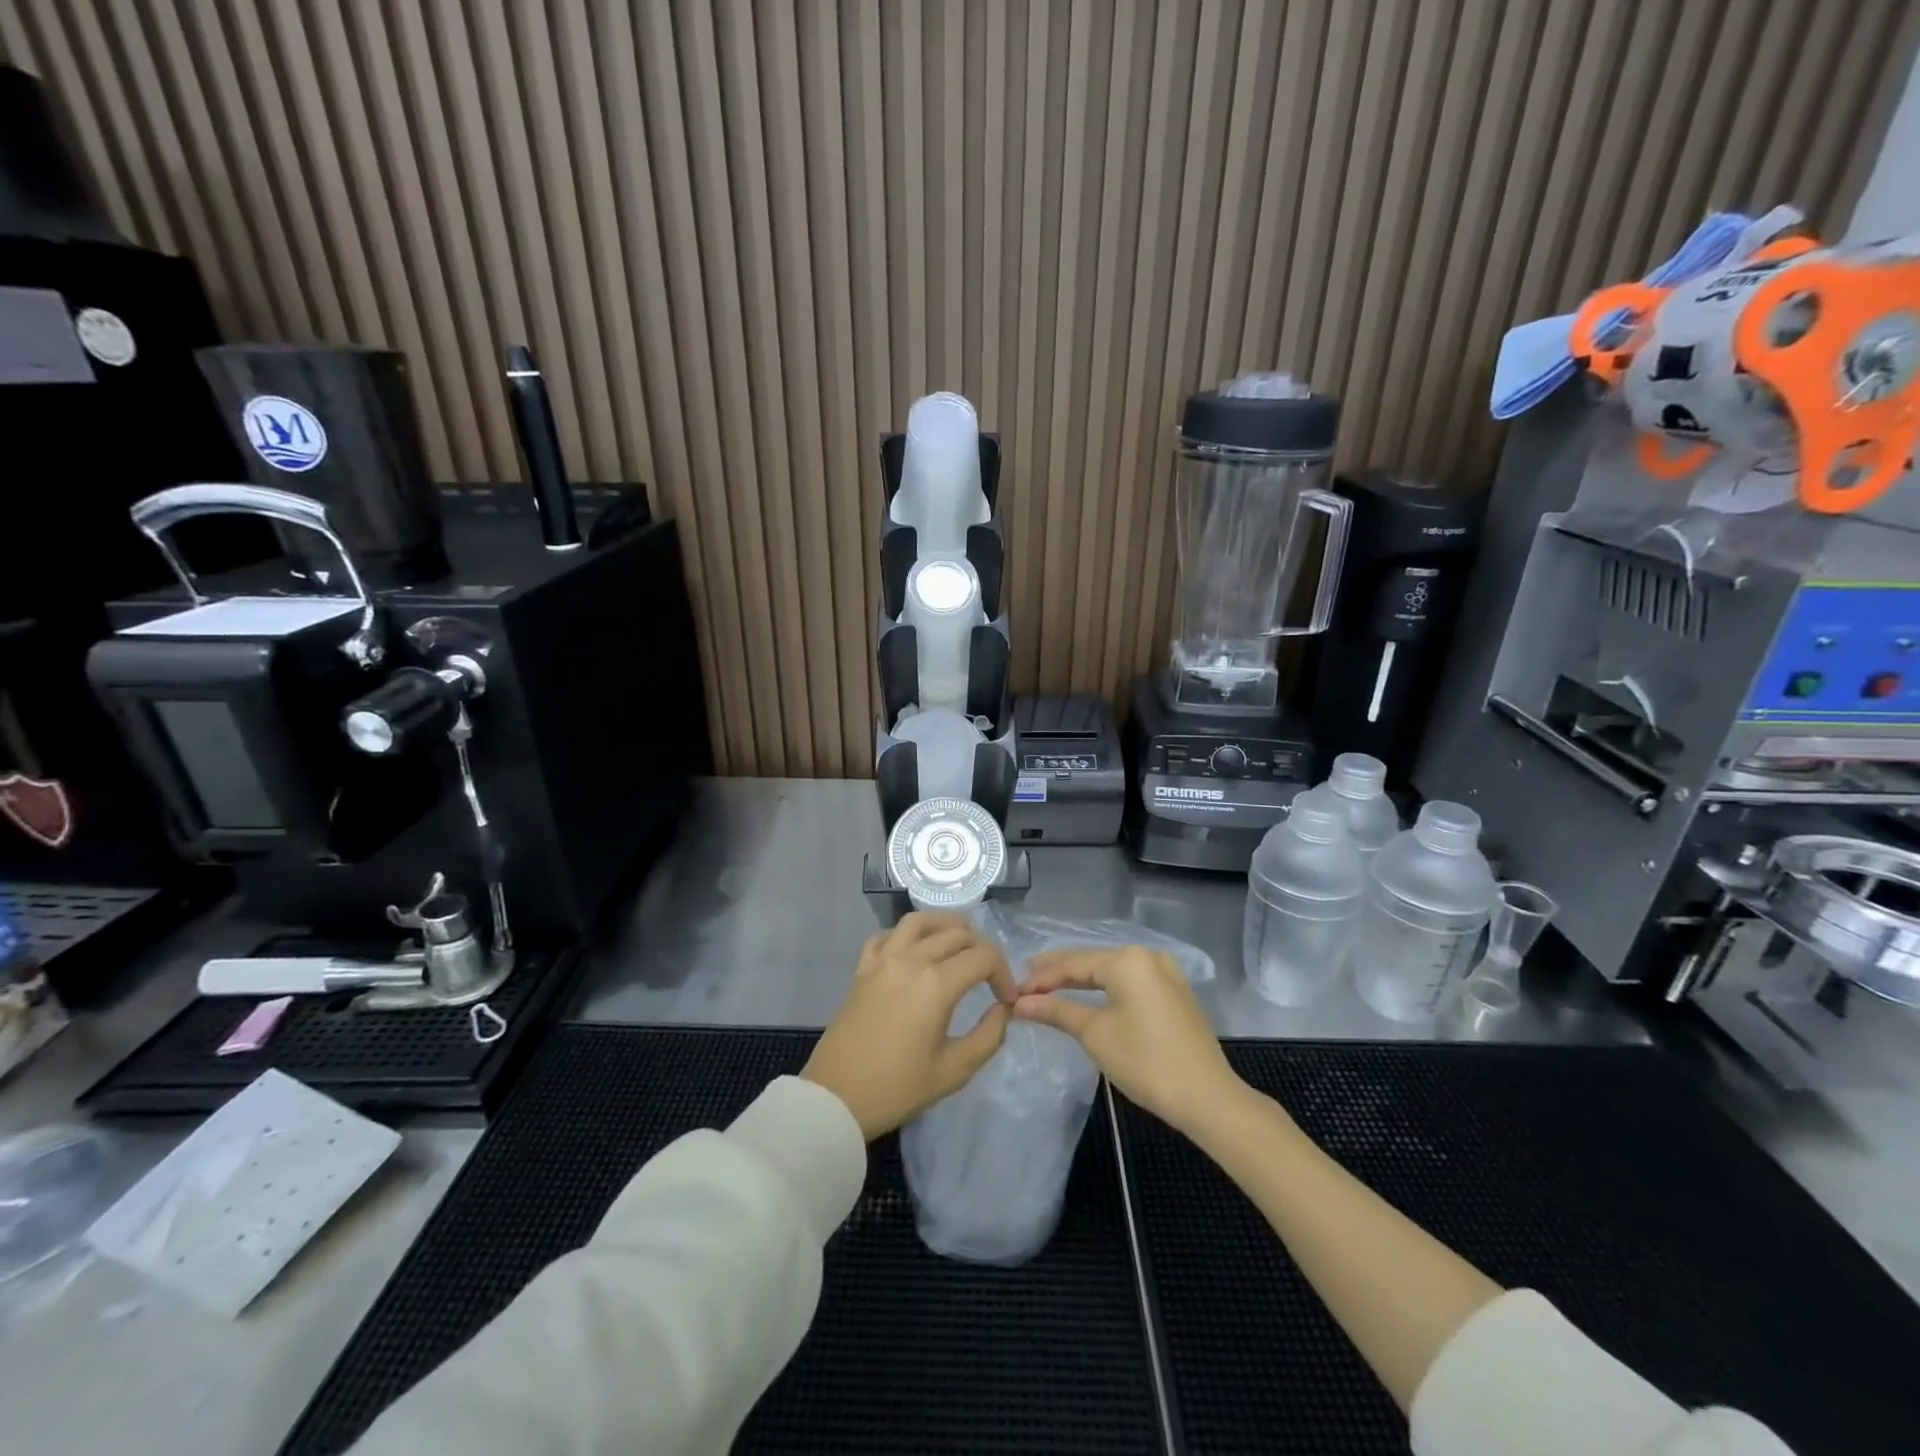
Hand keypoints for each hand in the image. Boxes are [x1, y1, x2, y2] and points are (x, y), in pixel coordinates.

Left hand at [802, 912, 1016, 1138]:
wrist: (836, 1098)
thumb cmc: (897, 1088)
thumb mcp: (954, 1071)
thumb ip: (988, 1036)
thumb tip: (1003, 1009)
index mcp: (937, 983)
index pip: (984, 957)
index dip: (1004, 973)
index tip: (1006, 1000)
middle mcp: (911, 959)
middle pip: (957, 933)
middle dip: (982, 949)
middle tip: (989, 976)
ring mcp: (883, 960)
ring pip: (920, 921)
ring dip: (946, 926)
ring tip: (960, 943)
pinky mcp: (862, 968)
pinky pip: (887, 935)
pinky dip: (906, 935)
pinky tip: (914, 952)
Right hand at [1012, 947, 1237, 1134]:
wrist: (1208, 1098)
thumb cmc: (1146, 1062)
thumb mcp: (1095, 1034)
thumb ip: (1057, 1011)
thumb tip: (1020, 1002)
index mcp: (1128, 959)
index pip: (1073, 963)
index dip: (1041, 977)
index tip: (1014, 990)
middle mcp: (1148, 956)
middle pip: (1093, 963)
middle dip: (1058, 975)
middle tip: (1026, 984)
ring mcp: (1166, 973)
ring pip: (1112, 972)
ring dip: (1081, 982)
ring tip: (1049, 988)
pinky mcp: (1175, 993)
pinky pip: (1131, 982)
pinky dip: (1106, 989)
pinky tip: (1088, 995)